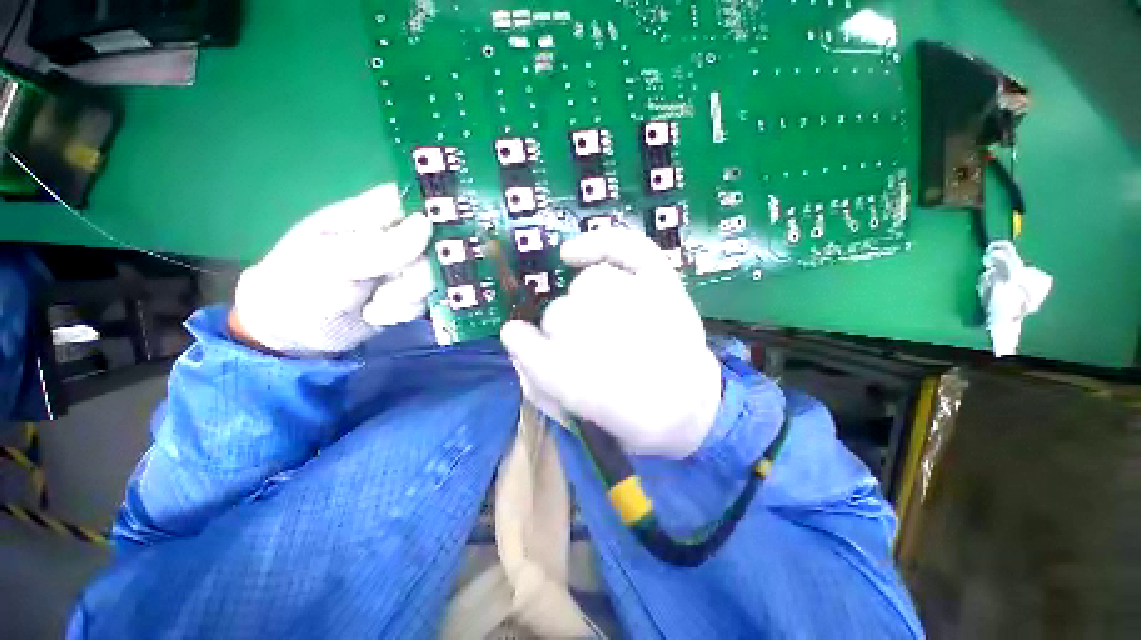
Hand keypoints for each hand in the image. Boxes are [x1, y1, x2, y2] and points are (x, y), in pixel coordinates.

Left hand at [231, 184, 433, 356]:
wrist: (292, 334)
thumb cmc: (299, 285)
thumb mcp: (335, 262)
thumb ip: (384, 246)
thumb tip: (427, 224)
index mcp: (371, 214)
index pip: (416, 201)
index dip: (436, 215)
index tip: (438, 239)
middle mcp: (395, 237)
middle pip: (436, 245)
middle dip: (418, 274)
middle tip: (389, 289)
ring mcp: (404, 266)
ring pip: (434, 275)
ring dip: (408, 297)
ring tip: (374, 305)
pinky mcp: (409, 292)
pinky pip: (427, 298)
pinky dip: (405, 311)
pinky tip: (376, 314)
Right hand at [500, 229, 721, 457]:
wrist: (689, 407)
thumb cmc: (628, 418)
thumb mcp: (574, 417)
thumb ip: (537, 385)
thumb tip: (516, 344)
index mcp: (585, 386)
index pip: (532, 349)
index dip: (524, 344)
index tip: (519, 338)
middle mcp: (610, 341)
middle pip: (560, 315)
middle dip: (562, 330)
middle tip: (583, 345)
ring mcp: (641, 306)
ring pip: (587, 285)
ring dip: (585, 302)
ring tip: (602, 318)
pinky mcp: (660, 284)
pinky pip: (624, 249)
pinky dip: (597, 244)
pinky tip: (572, 254)